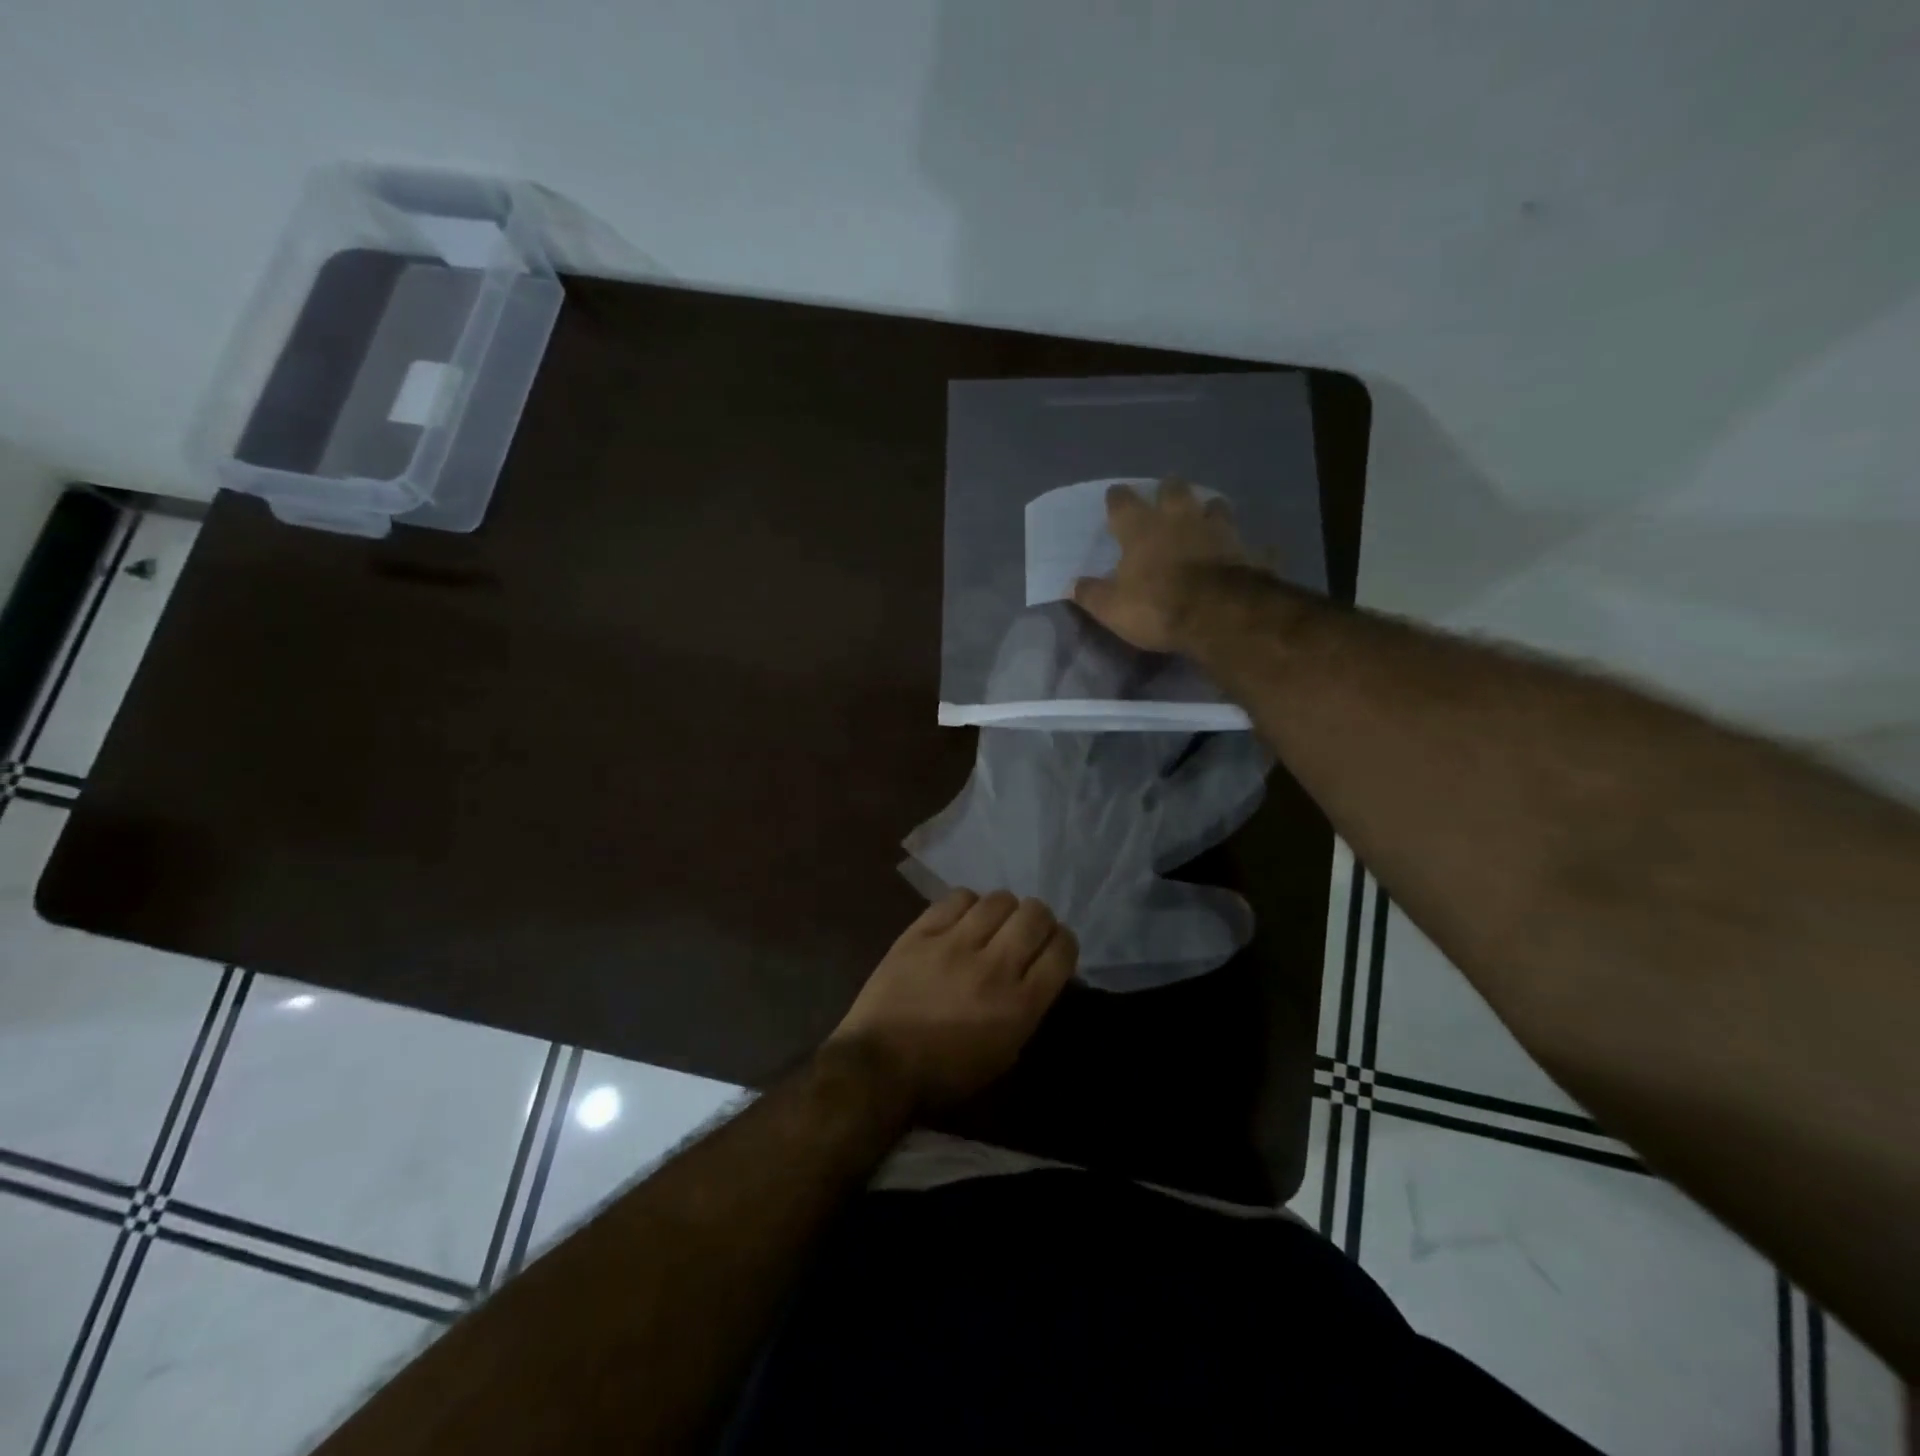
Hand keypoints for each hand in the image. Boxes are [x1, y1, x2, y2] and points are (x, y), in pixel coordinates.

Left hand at [828, 889, 1076, 1113]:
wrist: (880, 1066)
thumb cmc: (946, 1073)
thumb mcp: (1004, 1054)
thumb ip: (1027, 1009)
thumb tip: (1038, 971)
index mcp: (1020, 1005)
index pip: (1062, 949)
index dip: (1064, 941)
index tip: (1053, 946)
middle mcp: (994, 967)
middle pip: (1035, 915)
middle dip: (1038, 920)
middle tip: (1025, 931)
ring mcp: (955, 945)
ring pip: (999, 899)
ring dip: (1003, 910)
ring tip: (992, 923)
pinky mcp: (921, 932)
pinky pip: (958, 898)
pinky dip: (968, 905)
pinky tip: (962, 919)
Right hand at [1071, 477, 1247, 651]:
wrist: (1217, 614)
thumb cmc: (1155, 606)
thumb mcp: (1111, 607)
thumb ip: (1091, 593)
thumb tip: (1071, 585)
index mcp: (1142, 529)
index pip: (1123, 504)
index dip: (1118, 498)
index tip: (1115, 494)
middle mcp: (1180, 520)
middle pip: (1174, 491)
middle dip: (1168, 490)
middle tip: (1167, 492)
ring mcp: (1219, 532)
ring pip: (1216, 506)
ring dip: (1210, 509)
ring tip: (1208, 513)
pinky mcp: (1248, 552)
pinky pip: (1253, 545)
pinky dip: (1251, 548)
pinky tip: (1253, 551)